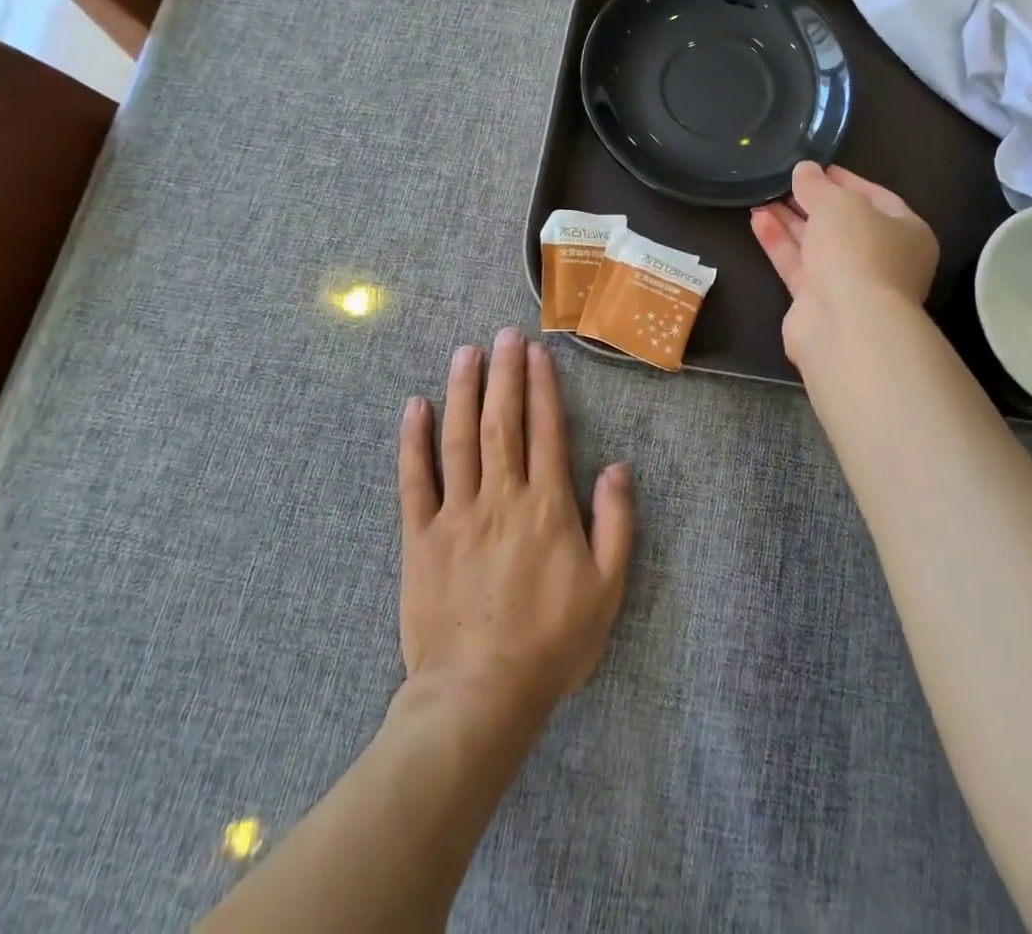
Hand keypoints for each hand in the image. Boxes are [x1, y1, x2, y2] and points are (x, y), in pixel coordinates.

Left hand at [398, 328, 634, 715]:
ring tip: (466, 352)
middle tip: (504, 333)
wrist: (479, 696)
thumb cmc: (551, 644)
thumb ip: (616, 523)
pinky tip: (416, 406)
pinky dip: (414, 441)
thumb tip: (618, 467)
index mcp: (547, 507)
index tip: (538, 353)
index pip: (546, 430)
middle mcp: (502, 497)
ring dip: (463, 390)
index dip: (543, 387)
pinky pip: (415, 480)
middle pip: (503, 421)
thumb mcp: (607, 590)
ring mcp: (457, 514)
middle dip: (505, 372)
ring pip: (460, 438)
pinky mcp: (420, 537)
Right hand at [750, 162, 939, 366]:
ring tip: (762, 196)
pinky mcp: (817, 302)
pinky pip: (797, 265)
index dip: (846, 180)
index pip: (877, 198)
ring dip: (790, 221)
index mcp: (906, 232)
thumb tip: (804, 170)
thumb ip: (817, 185)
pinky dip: (779, 242)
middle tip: (783, 182)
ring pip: (816, 245)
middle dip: (812, 202)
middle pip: (843, 223)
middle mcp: (881, 258)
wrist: (846, 323)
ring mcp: (849, 283)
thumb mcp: (838, 204)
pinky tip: (758, 219)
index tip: (816, 167)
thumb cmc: (858, 251)